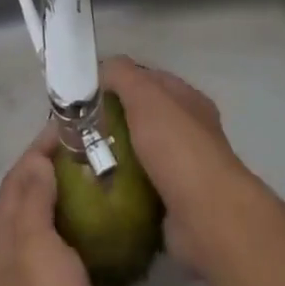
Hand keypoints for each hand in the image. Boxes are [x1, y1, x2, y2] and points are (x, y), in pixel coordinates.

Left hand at [0, 126, 111, 285]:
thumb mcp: (36, 247)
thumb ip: (33, 202)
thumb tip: (38, 161)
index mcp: (4, 241)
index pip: (18, 179)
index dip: (39, 148)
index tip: (69, 125)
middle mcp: (14, 260)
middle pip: (32, 200)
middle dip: (56, 169)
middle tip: (93, 149)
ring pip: (52, 227)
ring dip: (72, 201)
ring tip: (105, 181)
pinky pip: (71, 256)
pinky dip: (86, 236)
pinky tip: (111, 234)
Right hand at [100, 56, 255, 272]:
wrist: (206, 217)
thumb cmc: (177, 146)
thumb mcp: (146, 96)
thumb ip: (123, 75)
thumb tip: (102, 68)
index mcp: (187, 100)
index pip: (148, 79)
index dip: (118, 80)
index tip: (87, 93)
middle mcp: (189, 131)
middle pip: (143, 117)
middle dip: (113, 121)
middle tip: (78, 131)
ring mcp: (183, 169)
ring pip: (140, 154)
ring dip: (115, 157)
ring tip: (80, 162)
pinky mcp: (174, 203)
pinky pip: (140, 189)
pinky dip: (122, 189)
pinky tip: (98, 190)